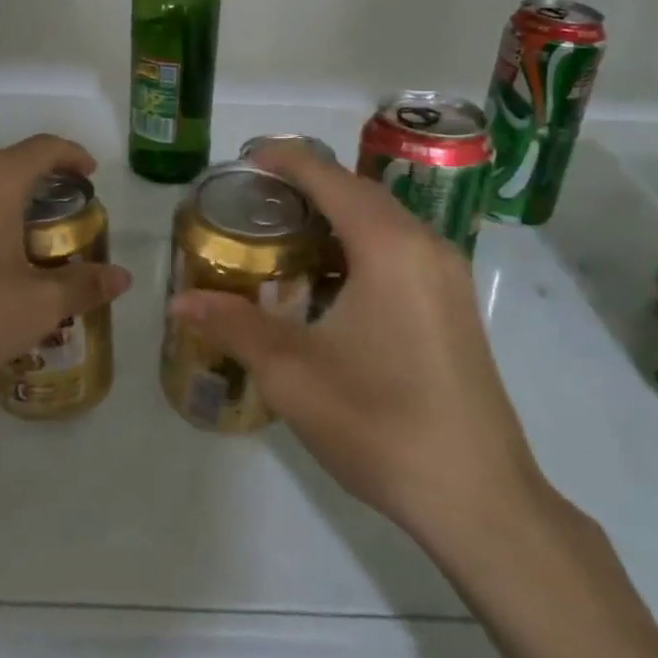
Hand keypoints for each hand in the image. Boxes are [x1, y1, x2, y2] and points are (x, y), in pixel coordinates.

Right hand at [168, 143, 553, 552]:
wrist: (479, 498)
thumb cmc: (380, 424)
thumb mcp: (293, 373)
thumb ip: (234, 325)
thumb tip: (179, 300)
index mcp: (387, 245)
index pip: (327, 177)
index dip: (283, 159)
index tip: (242, 161)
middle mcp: (423, 244)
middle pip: (357, 191)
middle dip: (306, 184)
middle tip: (253, 200)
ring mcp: (446, 273)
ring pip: (382, 219)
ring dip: (335, 214)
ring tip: (283, 234)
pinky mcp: (454, 302)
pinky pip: (399, 247)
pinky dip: (359, 242)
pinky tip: (328, 280)